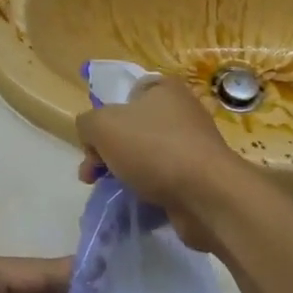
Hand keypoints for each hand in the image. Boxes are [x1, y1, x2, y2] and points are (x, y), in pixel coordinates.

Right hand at [75, 78, 249, 253]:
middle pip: (132, 128)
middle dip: (106, 152)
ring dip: (124, 173)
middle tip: (91, 175)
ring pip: (146, 156)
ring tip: (111, 192)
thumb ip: (87, 124)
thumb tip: (91, 137)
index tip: (94, 142)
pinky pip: (163, 180)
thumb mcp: (102, 125)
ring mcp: (192, 146)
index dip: (104, 116)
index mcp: (164, 89)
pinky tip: (137, 203)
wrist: (206, 194)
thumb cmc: (153, 148)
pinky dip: (147, 190)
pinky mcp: (198, 177)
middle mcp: (182, 112)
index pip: (126, 95)